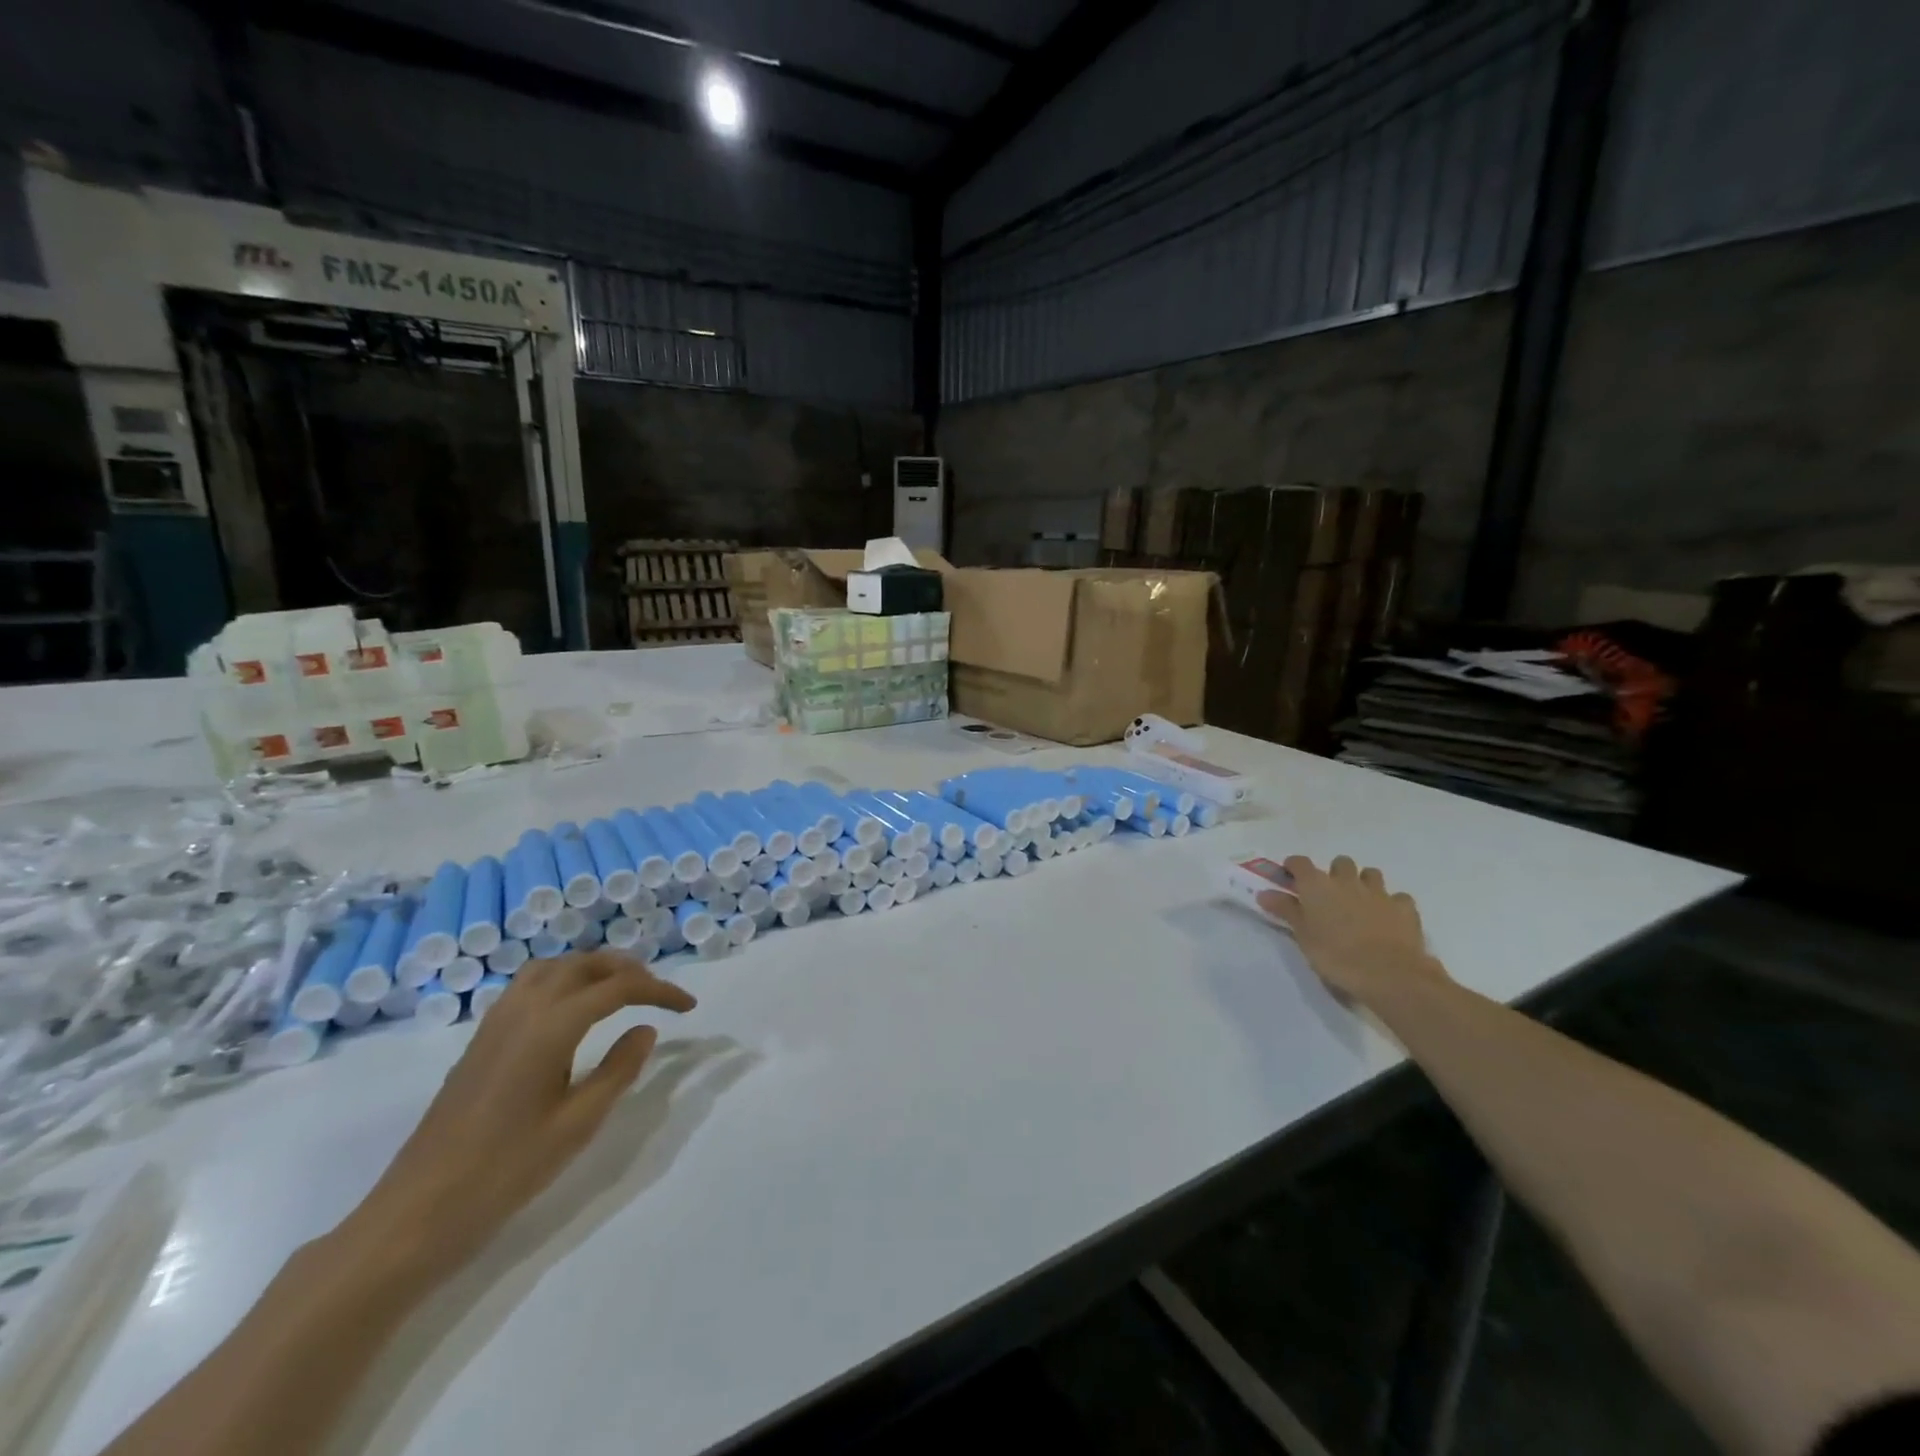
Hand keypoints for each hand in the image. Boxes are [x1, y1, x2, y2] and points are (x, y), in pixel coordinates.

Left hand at [342, 951, 695, 1282]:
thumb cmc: (505, 1172)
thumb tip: (645, 1029)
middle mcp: (524, 1010)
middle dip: (628, 970)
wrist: (416, 1213)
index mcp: (551, 1026)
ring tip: (619, 992)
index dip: (660, 991)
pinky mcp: (480, 1040)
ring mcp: (496, 1022)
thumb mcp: (577, 1125)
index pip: (619, 988)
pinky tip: (571, 1013)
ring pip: (553, 968)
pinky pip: (529, 985)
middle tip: (658, 994)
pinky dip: (562, 980)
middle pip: (585, 965)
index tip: (689, 1006)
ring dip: (592, 969)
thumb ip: (618, 1070)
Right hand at [1258, 855, 1446, 1008]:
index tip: (1289, 877)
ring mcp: (1379, 893)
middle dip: (1334, 874)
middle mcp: (1347, 881)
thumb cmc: (1335, 955)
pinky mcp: (1405, 908)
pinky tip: (1388, 918)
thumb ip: (1286, 910)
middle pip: (1340, 862)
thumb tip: (1264, 893)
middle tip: (1329, 896)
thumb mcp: (1302, 935)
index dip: (1293, 867)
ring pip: (1370, 874)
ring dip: (1363, 883)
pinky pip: (1397, 897)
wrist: (1388, 974)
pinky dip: (1391, 904)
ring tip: (1359, 903)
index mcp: (1317, 885)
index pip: (1300, 862)